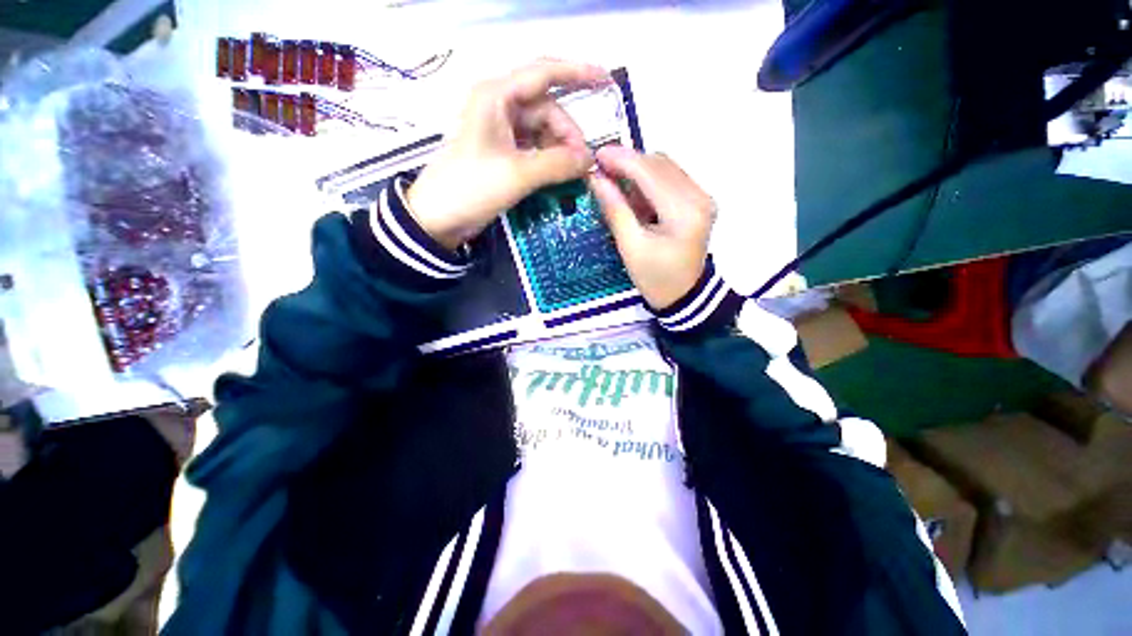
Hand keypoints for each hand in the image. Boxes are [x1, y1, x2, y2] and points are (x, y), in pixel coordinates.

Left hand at [407, 60, 609, 250]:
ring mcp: (502, 132)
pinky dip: (550, 161)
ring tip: (573, 175)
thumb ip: (558, 164)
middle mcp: (500, 107)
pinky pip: (535, 150)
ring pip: (543, 132)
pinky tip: (560, 176)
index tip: (606, 82)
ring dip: (561, 151)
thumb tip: (590, 160)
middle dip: (568, 135)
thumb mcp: (518, 174)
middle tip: (584, 165)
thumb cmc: (471, 187)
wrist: (438, 218)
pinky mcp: (503, 154)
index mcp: (497, 96)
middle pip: (547, 111)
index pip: (544, 73)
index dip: (578, 74)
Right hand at [588, 146, 714, 309]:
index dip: (622, 160)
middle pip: (660, 163)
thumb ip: (615, 210)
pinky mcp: (698, 202)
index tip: (596, 155)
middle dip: (629, 162)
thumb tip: (596, 179)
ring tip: (613, 180)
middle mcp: (699, 197)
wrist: (684, 297)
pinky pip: (671, 179)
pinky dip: (649, 180)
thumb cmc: (656, 278)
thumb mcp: (631, 248)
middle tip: (601, 168)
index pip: (650, 172)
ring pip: (666, 168)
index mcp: (683, 212)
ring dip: (638, 169)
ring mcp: (702, 197)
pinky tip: (633, 192)